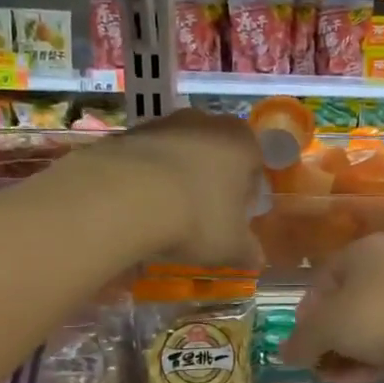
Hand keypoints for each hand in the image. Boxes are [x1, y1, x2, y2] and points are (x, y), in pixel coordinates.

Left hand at [88, 109, 264, 267]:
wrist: (125, 197)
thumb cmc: (197, 218)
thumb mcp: (231, 246)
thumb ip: (248, 251)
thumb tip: (257, 259)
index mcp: (241, 143)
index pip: (255, 164)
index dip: (247, 193)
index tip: (236, 218)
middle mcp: (205, 122)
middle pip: (216, 153)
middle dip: (212, 181)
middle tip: (203, 216)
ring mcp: (163, 123)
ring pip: (179, 153)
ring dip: (177, 177)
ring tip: (167, 214)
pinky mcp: (127, 133)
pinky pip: (147, 158)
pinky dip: (146, 177)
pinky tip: (139, 206)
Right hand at [281, 234, 383, 370]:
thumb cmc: (376, 314)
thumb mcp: (326, 327)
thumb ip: (302, 341)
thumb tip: (285, 354)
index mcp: (362, 252)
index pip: (323, 279)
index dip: (306, 312)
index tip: (300, 341)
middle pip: (345, 306)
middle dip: (327, 340)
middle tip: (315, 365)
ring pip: (367, 328)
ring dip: (346, 355)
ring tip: (332, 380)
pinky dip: (369, 361)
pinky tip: (354, 382)